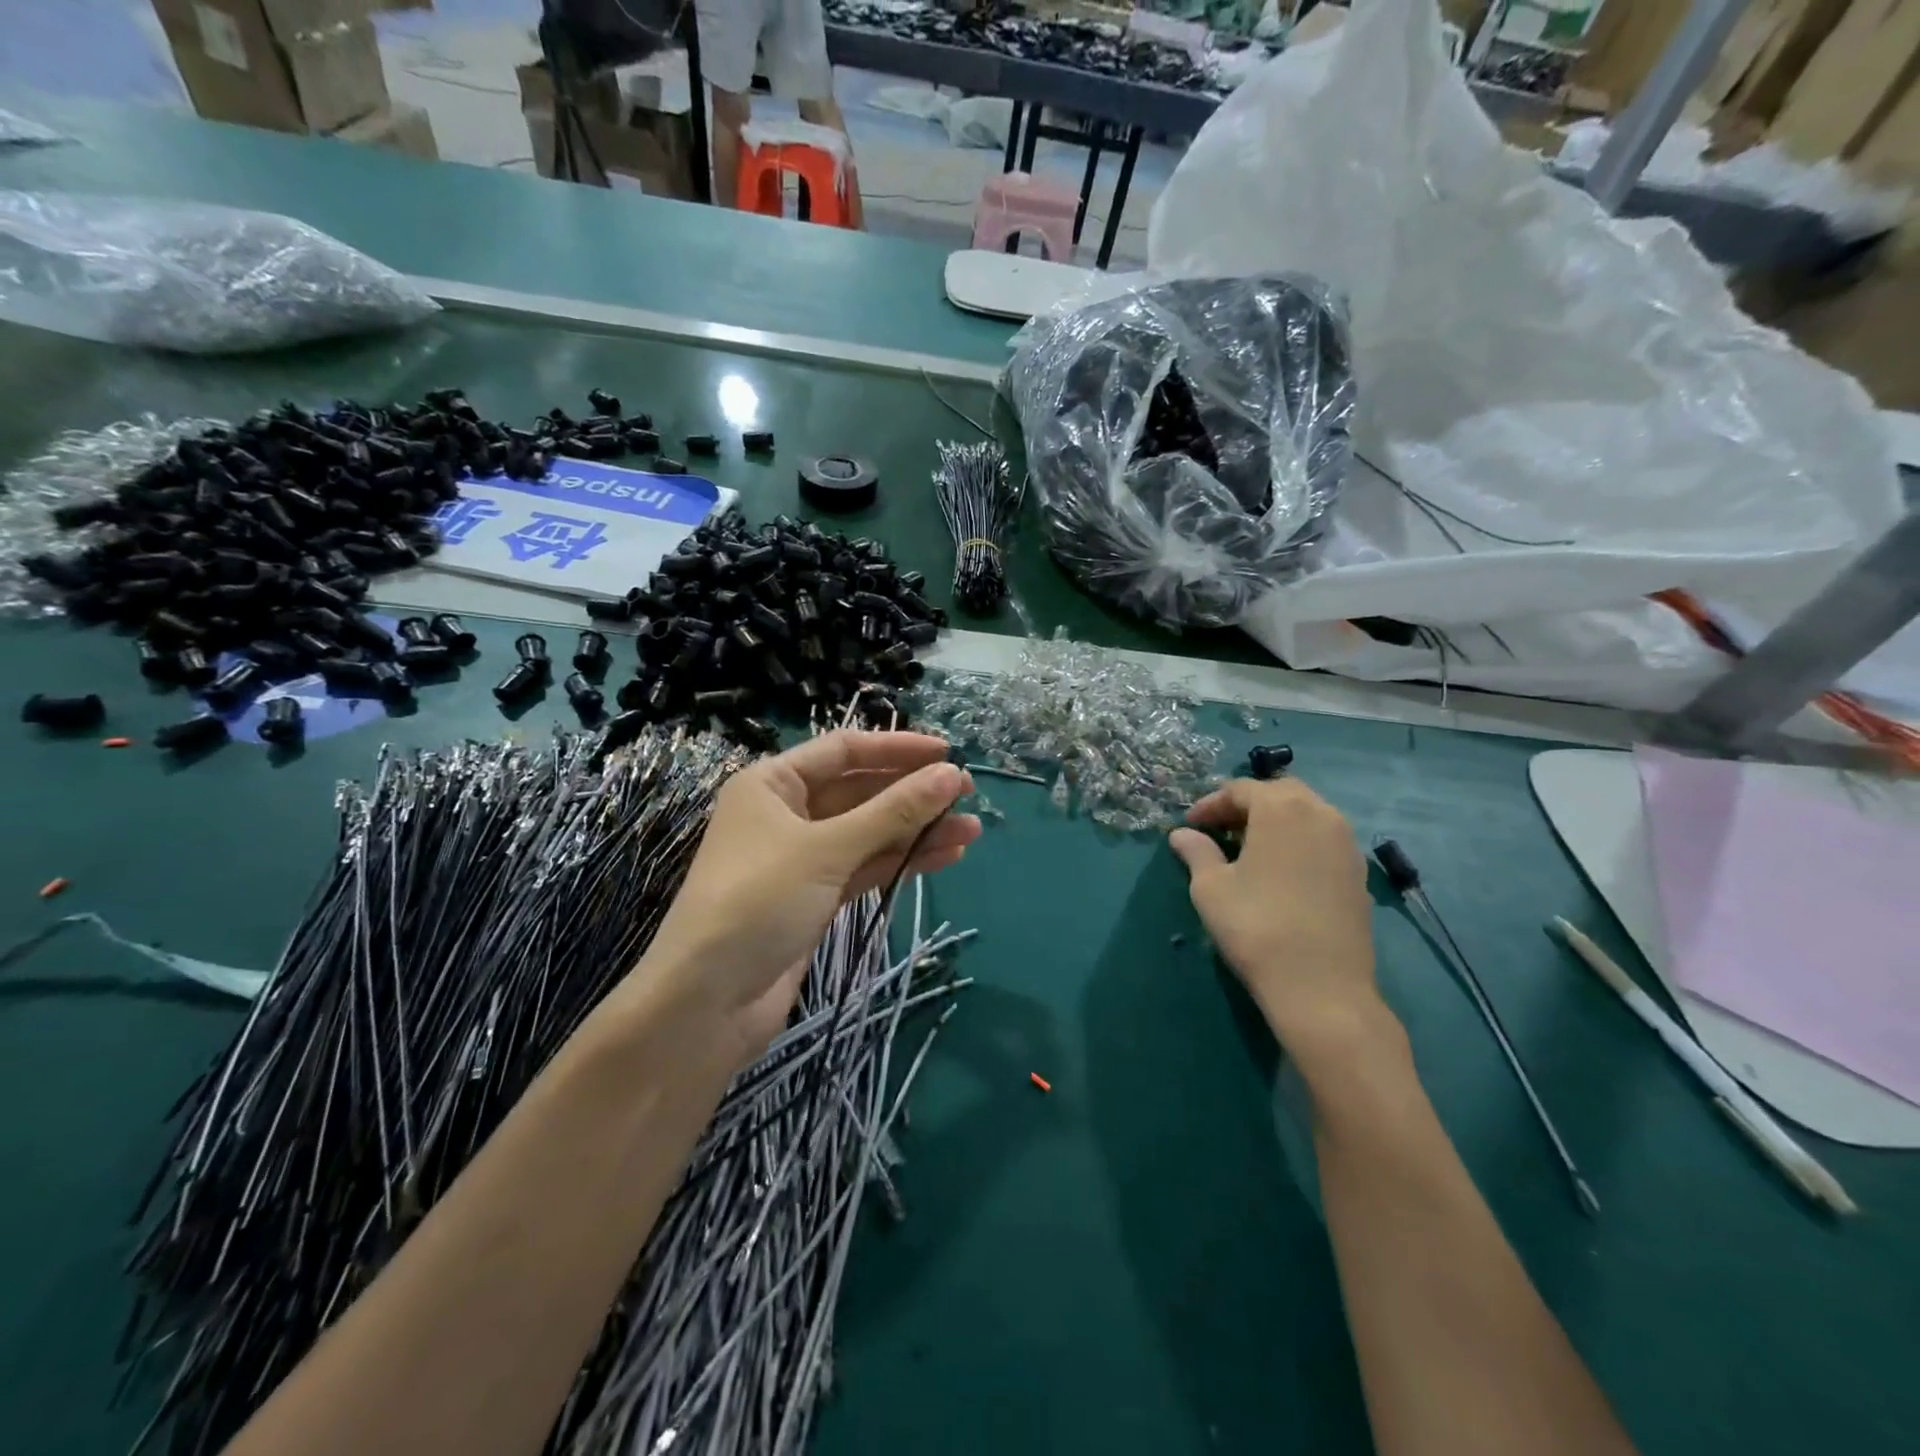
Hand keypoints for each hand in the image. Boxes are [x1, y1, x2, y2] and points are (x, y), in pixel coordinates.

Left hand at [636, 732, 980, 1067]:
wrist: (707, 1002)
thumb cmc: (759, 901)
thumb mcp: (828, 849)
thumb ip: (893, 811)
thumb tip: (952, 775)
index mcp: (773, 784)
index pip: (844, 751)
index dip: (897, 748)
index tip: (948, 754)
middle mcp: (786, 813)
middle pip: (860, 792)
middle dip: (912, 794)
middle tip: (968, 795)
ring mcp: (802, 858)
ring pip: (869, 833)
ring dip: (916, 831)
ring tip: (970, 831)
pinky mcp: (816, 897)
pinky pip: (866, 867)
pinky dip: (901, 861)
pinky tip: (945, 857)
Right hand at [1169, 779, 1387, 1061]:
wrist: (1321, 987)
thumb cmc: (1256, 926)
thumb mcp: (1210, 887)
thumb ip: (1196, 852)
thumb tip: (1182, 835)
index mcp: (1282, 808)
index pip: (1240, 790)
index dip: (1210, 804)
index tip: (1189, 826)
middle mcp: (1321, 814)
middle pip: (1279, 793)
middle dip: (1246, 806)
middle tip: (1219, 830)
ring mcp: (1347, 843)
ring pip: (1306, 814)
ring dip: (1275, 822)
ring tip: (1248, 849)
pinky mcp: (1358, 873)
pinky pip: (1323, 839)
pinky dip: (1298, 842)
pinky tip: (1279, 871)